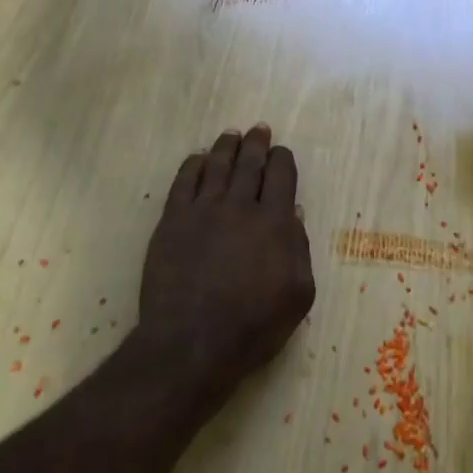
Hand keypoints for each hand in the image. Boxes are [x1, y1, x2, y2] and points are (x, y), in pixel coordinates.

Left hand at [136, 125, 315, 409]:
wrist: (193, 342)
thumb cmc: (255, 325)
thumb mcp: (299, 294)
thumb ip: (299, 250)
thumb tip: (295, 215)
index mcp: (276, 222)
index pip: (282, 175)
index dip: (283, 159)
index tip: (281, 153)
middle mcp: (241, 206)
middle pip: (250, 163)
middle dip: (257, 144)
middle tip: (258, 129)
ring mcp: (203, 211)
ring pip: (217, 166)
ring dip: (227, 147)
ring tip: (232, 135)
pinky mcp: (173, 222)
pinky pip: (184, 182)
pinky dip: (193, 165)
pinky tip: (198, 158)